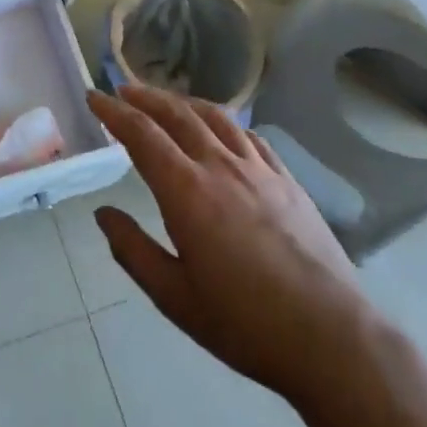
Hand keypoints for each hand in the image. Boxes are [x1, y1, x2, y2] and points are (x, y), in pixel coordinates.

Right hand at [88, 86, 374, 405]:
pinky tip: (222, 129)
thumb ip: (133, 250)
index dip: (114, 112)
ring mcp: (260, 170)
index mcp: (187, 192)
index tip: (94, 97)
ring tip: (167, 101)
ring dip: (185, 102)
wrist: (331, 337)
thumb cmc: (244, 323)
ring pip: (217, 117)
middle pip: (178, 115)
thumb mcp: (173, 296)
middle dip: (146, 97)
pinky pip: (251, 137)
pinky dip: (226, 122)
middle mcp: (221, 167)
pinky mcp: (289, 181)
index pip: (142, 135)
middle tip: (123, 90)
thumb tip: (104, 213)